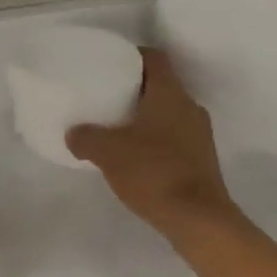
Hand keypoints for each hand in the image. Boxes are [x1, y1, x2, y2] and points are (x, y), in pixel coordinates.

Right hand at [66, 48, 241, 240]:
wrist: (199, 221)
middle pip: (162, 85)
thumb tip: (73, 133)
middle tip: (108, 95)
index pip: (155, 58)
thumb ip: (86, 138)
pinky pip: (175, 138)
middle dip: (136, 89)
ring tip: (118, 127)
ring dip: (146, 117)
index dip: (133, 55)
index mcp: (170, 94)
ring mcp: (200, 135)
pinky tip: (136, 157)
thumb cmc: (154, 172)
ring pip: (169, 113)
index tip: (111, 62)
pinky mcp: (202, 161)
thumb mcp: (108, 152)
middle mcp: (190, 107)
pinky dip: (156, 141)